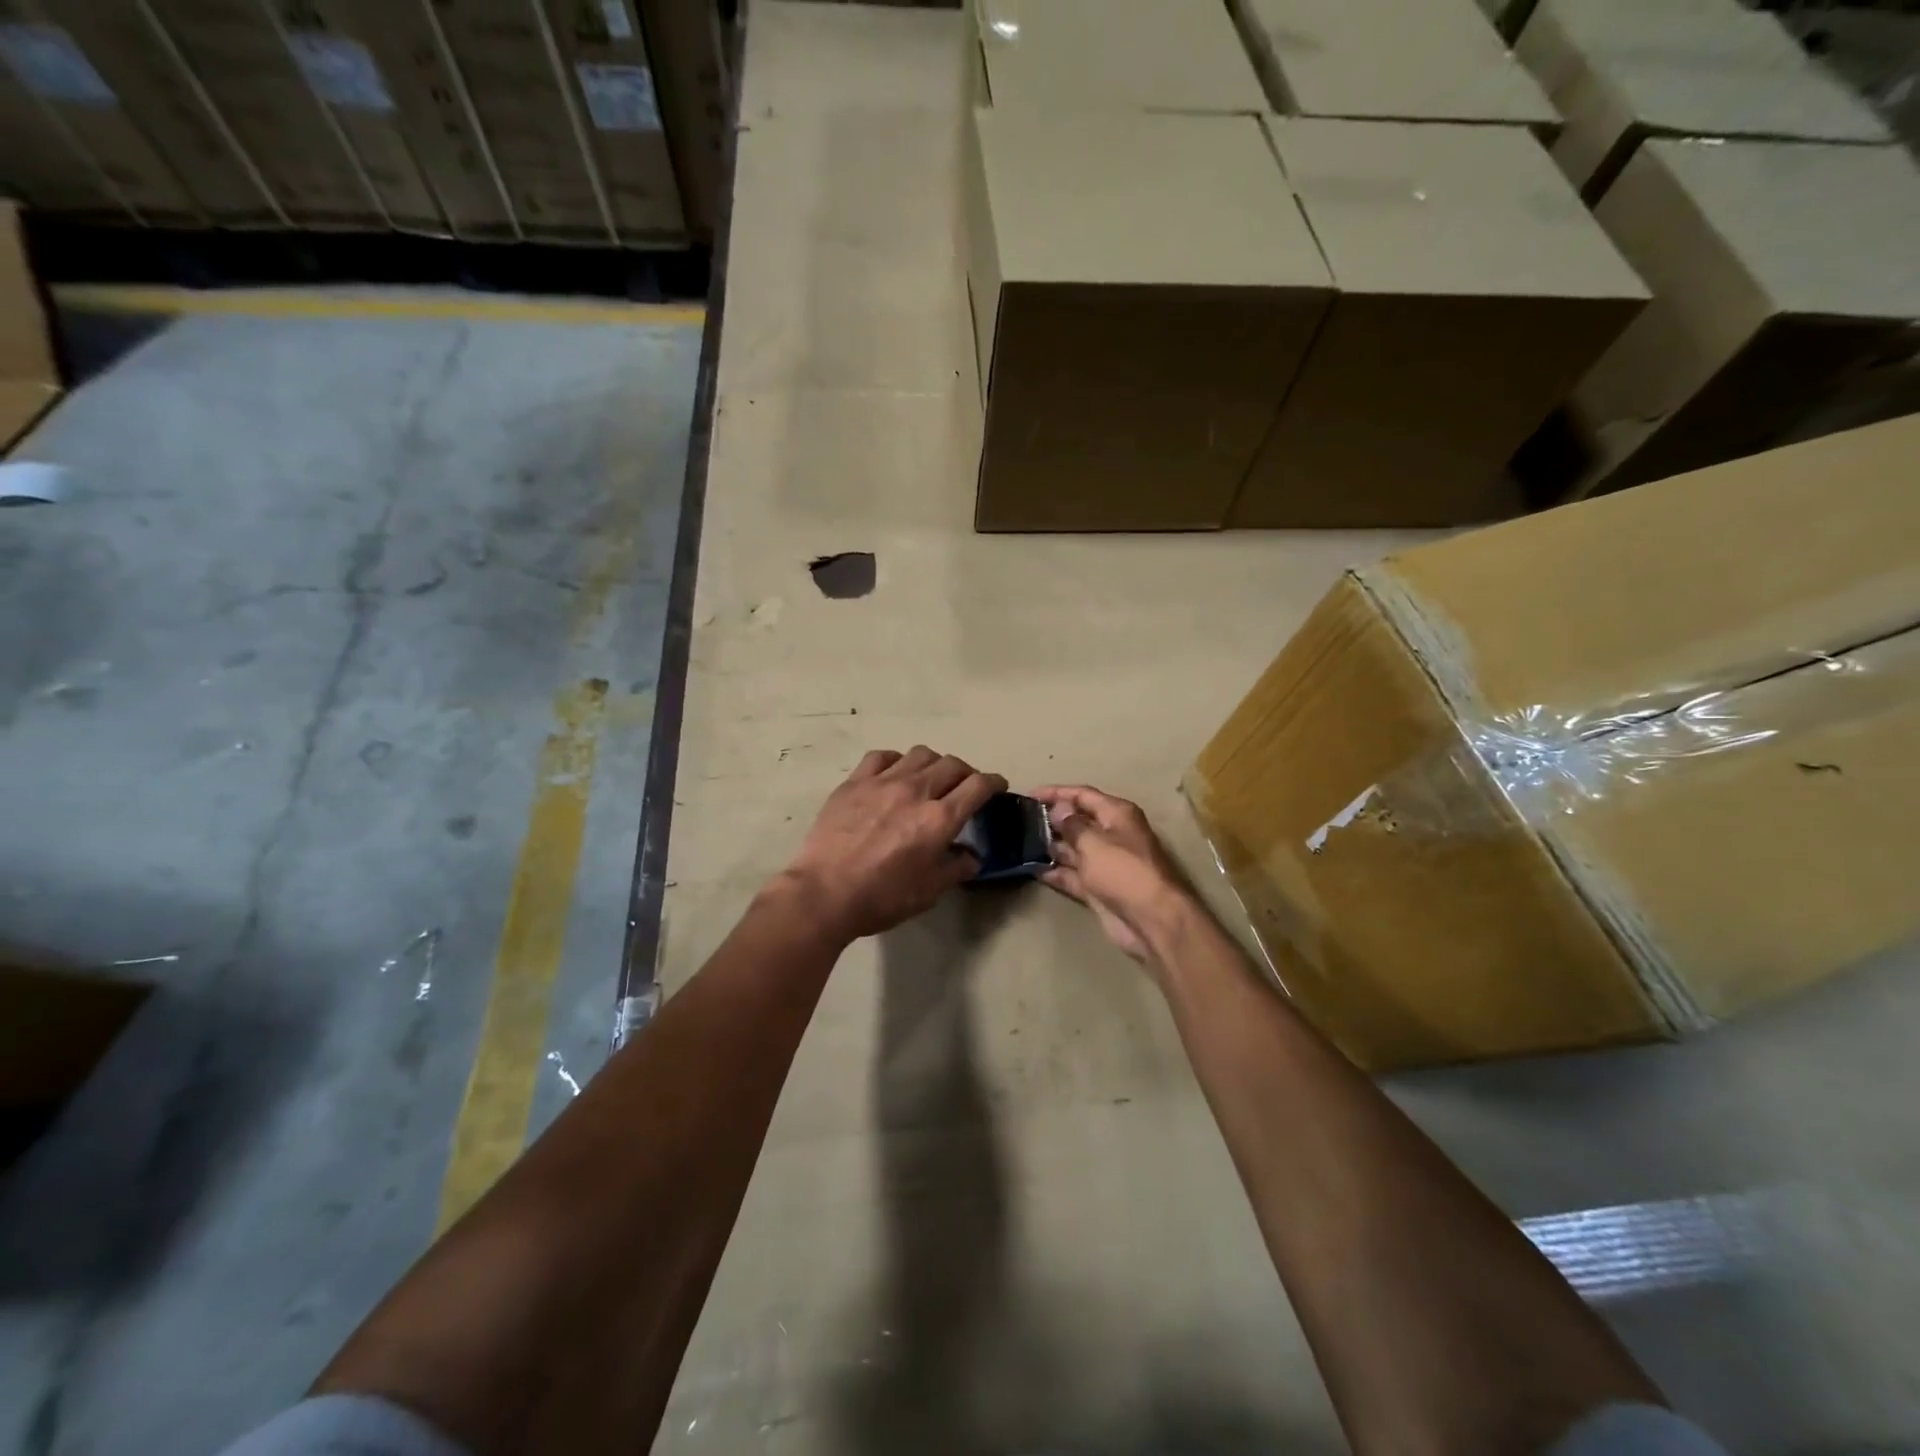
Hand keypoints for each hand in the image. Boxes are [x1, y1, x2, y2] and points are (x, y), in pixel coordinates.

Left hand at [781, 747, 1006, 942]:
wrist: (824, 894)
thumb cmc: (881, 898)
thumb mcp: (929, 892)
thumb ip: (955, 868)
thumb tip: (971, 856)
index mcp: (939, 819)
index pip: (978, 786)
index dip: (994, 782)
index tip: (997, 786)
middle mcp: (916, 791)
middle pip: (952, 764)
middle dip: (966, 773)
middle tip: (964, 787)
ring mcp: (882, 782)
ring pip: (920, 754)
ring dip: (934, 764)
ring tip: (930, 778)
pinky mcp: (854, 782)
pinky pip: (882, 756)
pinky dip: (896, 761)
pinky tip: (894, 775)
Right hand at [1032, 785, 1195, 965]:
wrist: (1151, 920)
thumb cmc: (1123, 871)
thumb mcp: (1094, 842)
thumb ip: (1072, 825)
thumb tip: (1058, 809)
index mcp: (1116, 815)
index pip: (1082, 795)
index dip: (1056, 793)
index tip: (1029, 795)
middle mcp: (1112, 834)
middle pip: (1077, 821)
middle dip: (1051, 820)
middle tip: (1020, 820)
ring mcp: (1105, 863)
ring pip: (1073, 849)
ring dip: (1051, 846)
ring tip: (1020, 843)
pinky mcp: (1098, 888)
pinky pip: (1072, 874)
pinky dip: (1056, 872)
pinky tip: (1033, 869)